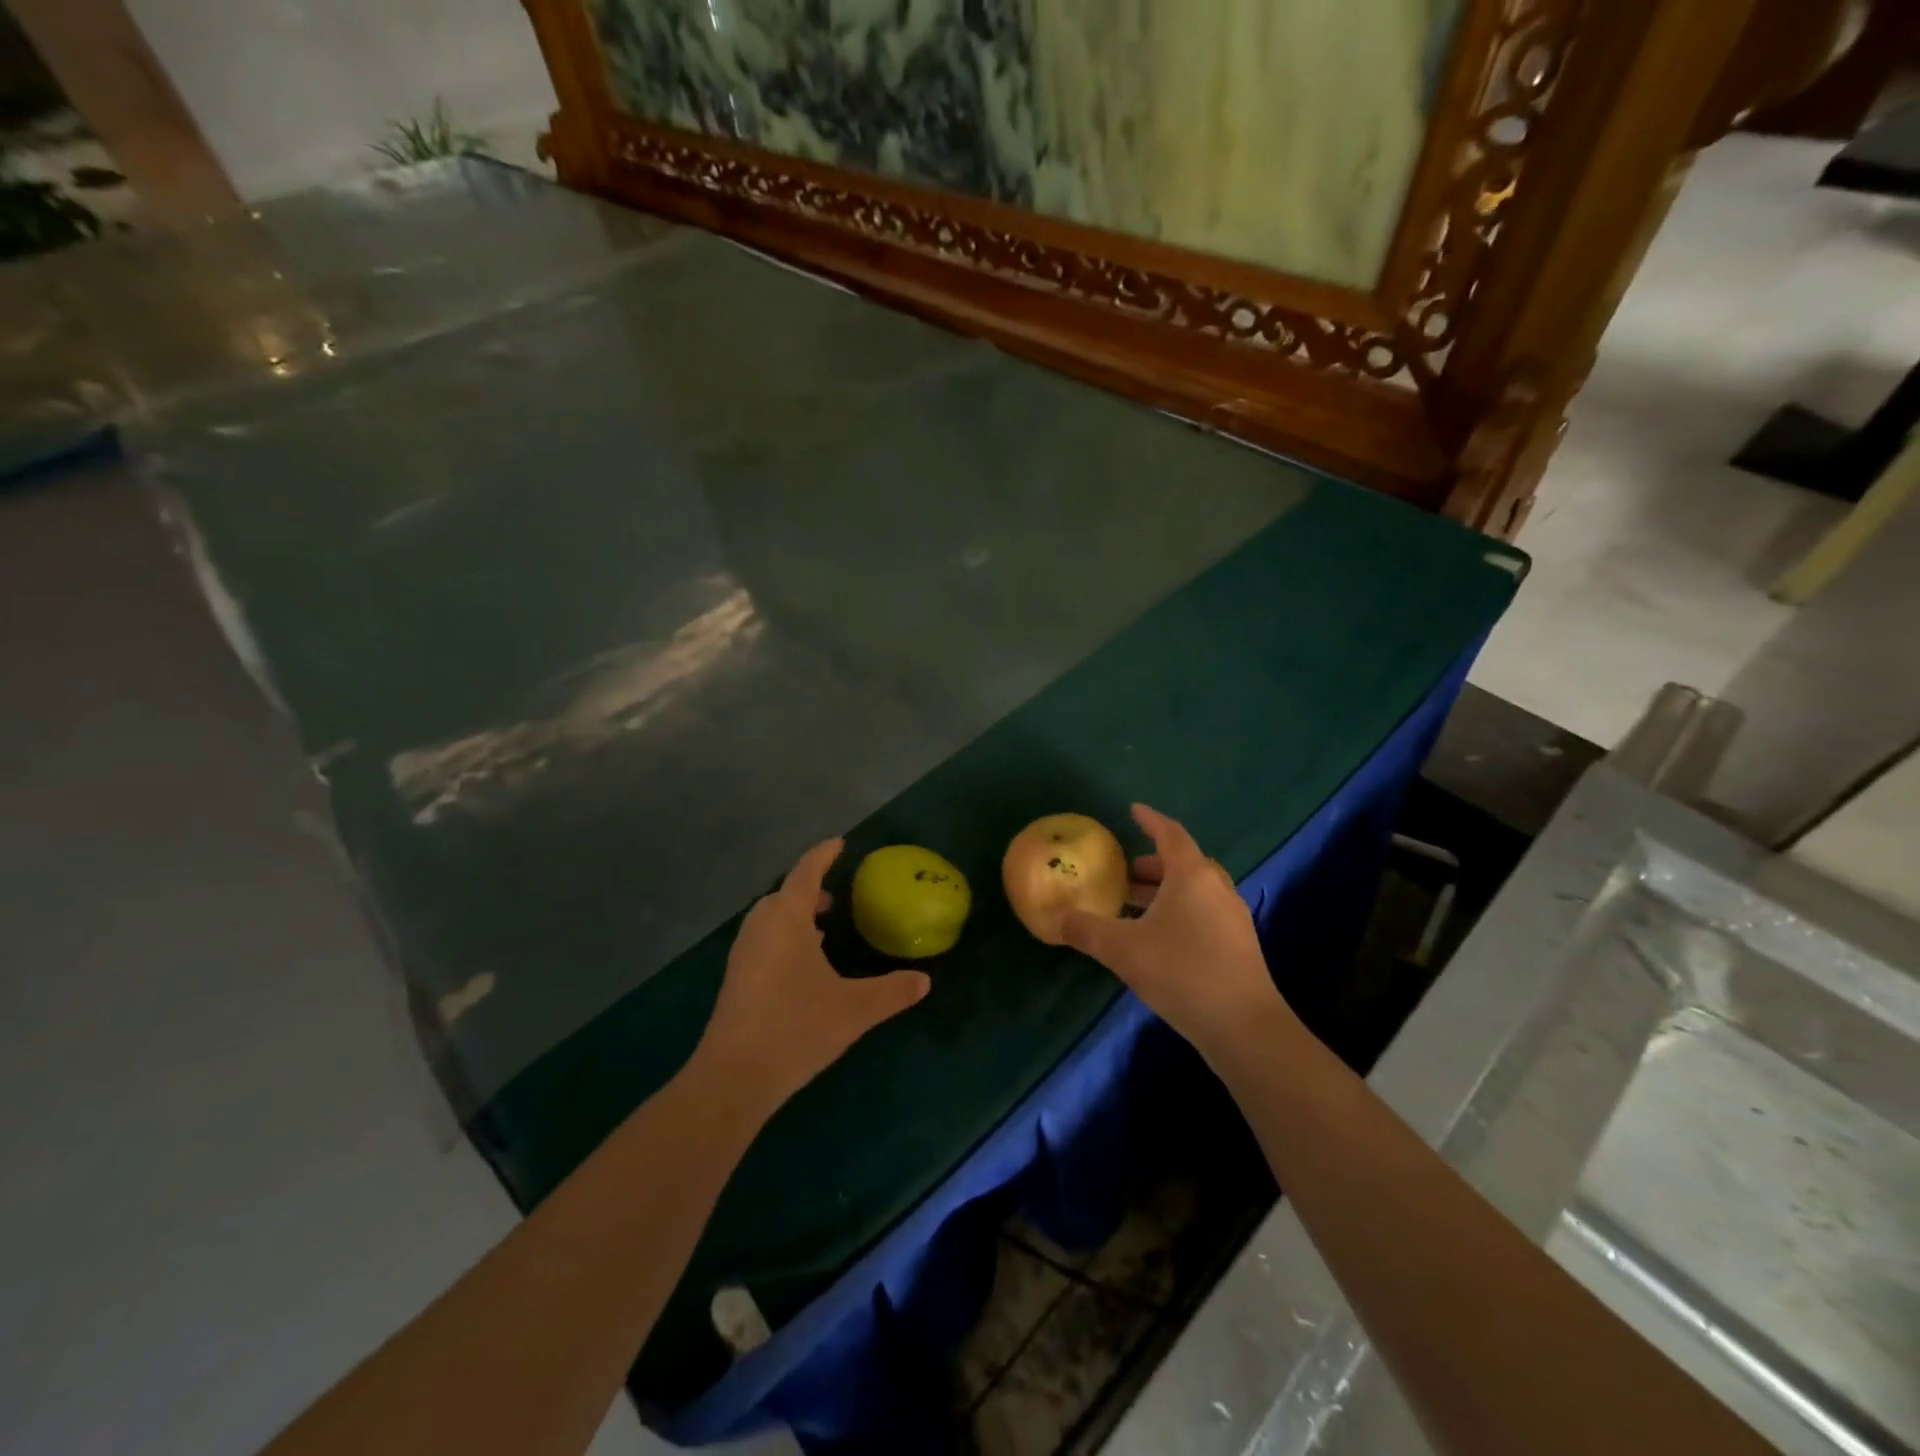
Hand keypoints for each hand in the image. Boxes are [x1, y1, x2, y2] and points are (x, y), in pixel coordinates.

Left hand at [695, 839, 930, 1117]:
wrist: (733, 1077)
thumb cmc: (796, 1028)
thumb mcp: (854, 1010)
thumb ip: (892, 992)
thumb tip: (924, 981)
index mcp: (787, 919)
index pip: (805, 873)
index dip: (823, 855)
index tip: (840, 843)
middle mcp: (761, 927)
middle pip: (783, 894)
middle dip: (808, 888)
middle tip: (834, 896)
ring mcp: (743, 954)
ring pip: (769, 918)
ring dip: (793, 914)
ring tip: (820, 928)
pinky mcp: (735, 979)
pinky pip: (762, 940)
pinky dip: (783, 936)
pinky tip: (800, 965)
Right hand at [1060, 804, 1294, 1058]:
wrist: (1244, 1027)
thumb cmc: (1182, 972)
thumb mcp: (1123, 950)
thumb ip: (1086, 930)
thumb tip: (1057, 918)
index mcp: (1192, 876)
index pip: (1170, 834)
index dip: (1150, 820)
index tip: (1133, 810)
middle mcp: (1216, 888)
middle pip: (1183, 863)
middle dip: (1151, 864)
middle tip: (1122, 874)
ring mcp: (1232, 917)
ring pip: (1194, 891)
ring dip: (1164, 892)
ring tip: (1132, 907)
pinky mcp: (1239, 945)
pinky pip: (1203, 912)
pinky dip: (1178, 912)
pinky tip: (1157, 939)